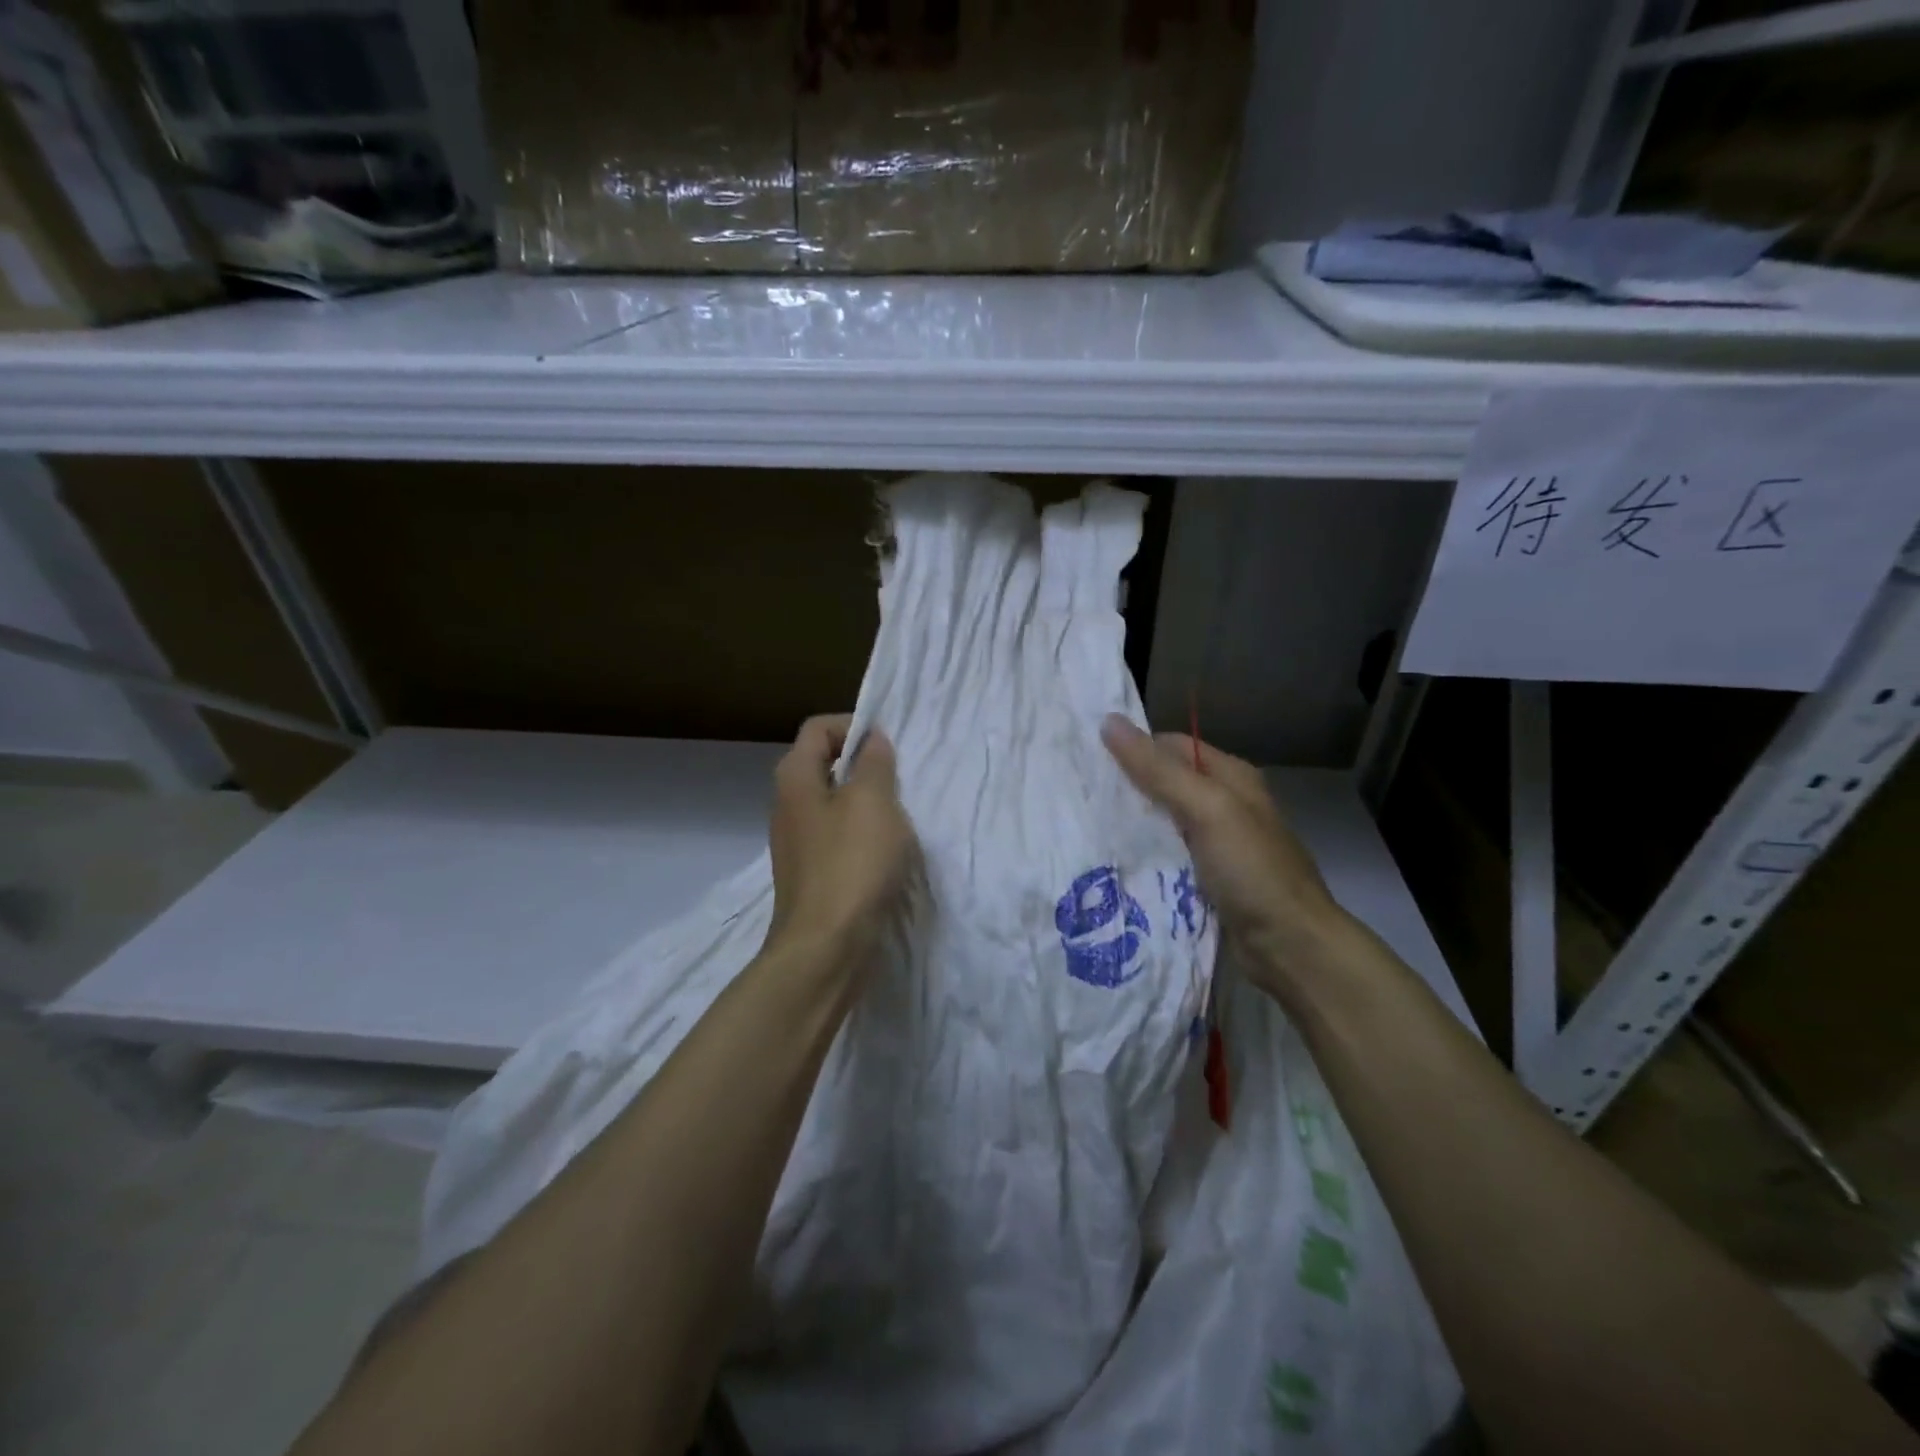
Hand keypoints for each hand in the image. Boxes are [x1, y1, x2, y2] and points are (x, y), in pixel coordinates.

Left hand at [768, 714, 916, 965]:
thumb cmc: (852, 864)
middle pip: (825, 765)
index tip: (889, 746)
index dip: (853, 725)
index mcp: (795, 779)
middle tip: (900, 780)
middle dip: (864, 765)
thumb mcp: (873, 801)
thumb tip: (871, 740)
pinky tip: (888, 854)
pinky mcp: (813, 875)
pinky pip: (839, 839)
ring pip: (835, 805)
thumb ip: (874, 763)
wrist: (827, 949)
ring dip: (868, 804)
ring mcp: (798, 844)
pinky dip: (863, 837)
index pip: (818, 729)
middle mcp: (788, 806)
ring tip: (900, 817)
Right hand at [1101, 714, 1346, 998]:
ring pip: (1164, 822)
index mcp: (1231, 776)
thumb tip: (1109, 722)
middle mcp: (1226, 804)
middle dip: (1128, 786)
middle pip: (1167, 783)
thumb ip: (1157, 770)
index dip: (1134, 747)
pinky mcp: (1210, 878)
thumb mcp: (1206, 809)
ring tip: (1085, 825)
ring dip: (1133, 823)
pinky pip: (1169, 856)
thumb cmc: (1252, 870)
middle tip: (1079, 794)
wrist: (1292, 946)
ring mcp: (1218, 844)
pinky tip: (1115, 861)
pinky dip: (1145, 855)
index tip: (1088, 759)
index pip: (1172, 746)